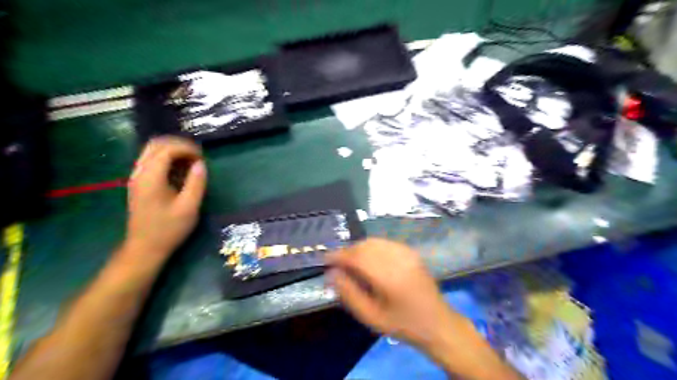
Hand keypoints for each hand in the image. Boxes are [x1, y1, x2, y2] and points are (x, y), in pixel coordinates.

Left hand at [122, 136, 205, 260]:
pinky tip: (180, 169)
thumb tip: (201, 163)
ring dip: (173, 150)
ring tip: (191, 161)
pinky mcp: (138, 182)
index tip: (203, 158)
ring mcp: (136, 177)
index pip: (167, 149)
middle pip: (156, 144)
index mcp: (151, 177)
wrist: (145, 248)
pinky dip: (167, 158)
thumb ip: (196, 183)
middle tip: (198, 156)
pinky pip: (151, 160)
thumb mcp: (189, 207)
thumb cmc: (169, 229)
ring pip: (152, 150)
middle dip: (179, 145)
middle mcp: (139, 172)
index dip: (187, 148)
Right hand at [327, 240, 465, 353]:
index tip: (325, 260)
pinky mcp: (411, 252)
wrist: (437, 323)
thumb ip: (349, 294)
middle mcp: (397, 259)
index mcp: (388, 277)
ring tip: (350, 262)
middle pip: (364, 246)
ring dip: (358, 248)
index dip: (338, 255)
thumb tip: (331, 274)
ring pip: (374, 241)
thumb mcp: (371, 317)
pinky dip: (371, 247)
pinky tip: (368, 259)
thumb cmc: (402, 324)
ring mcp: (406, 253)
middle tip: (336, 263)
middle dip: (347, 251)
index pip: (357, 257)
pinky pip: (385, 243)